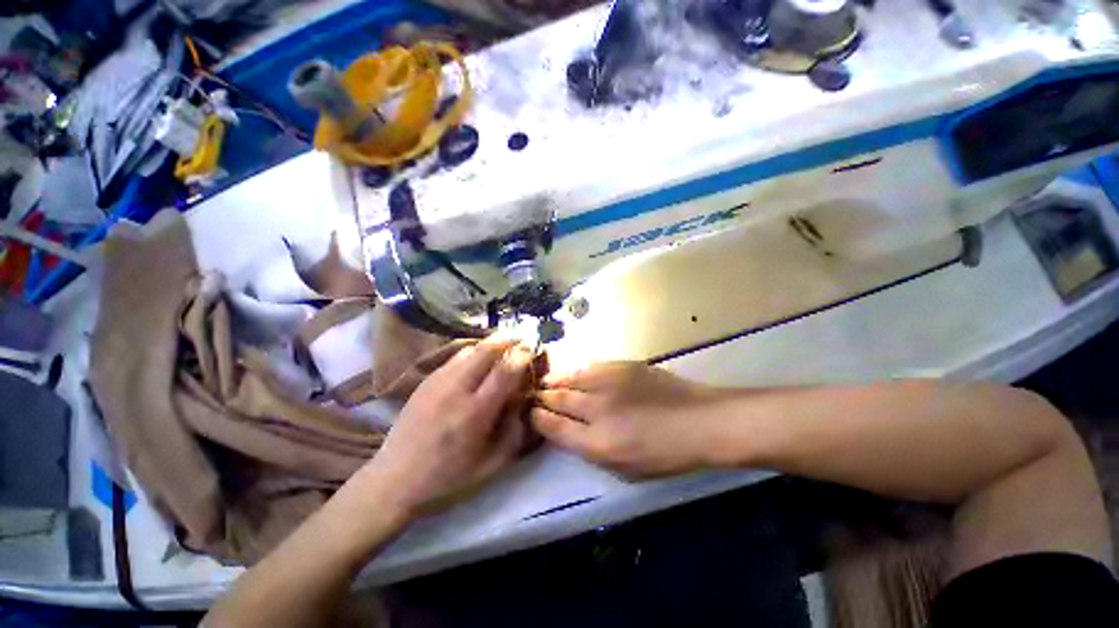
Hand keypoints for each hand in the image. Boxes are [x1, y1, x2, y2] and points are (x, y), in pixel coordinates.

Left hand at [352, 340, 535, 521]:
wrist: (395, 480)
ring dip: (490, 344)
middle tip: (521, 339)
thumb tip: (524, 399)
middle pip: (486, 350)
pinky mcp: (426, 380)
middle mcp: (456, 390)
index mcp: (475, 413)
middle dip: (507, 340)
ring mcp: (437, 382)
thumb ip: (515, 430)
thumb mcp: (492, 464)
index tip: (532, 348)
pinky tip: (478, 362)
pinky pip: (455, 357)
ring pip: (470, 349)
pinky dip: (473, 352)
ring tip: (503, 348)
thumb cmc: (449, 477)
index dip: (522, 355)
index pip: (504, 371)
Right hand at [531, 362, 723, 478]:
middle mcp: (598, 410)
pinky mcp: (620, 366)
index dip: (538, 419)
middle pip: (558, 399)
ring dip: (554, 381)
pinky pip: (588, 367)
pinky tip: (571, 374)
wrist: (699, 420)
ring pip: (569, 378)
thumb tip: (569, 432)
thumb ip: (591, 450)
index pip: (554, 427)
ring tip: (546, 383)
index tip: (532, 414)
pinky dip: (575, 371)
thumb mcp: (625, 469)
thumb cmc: (665, 454)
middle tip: (534, 396)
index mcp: (598, 443)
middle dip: (542, 398)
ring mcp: (609, 383)